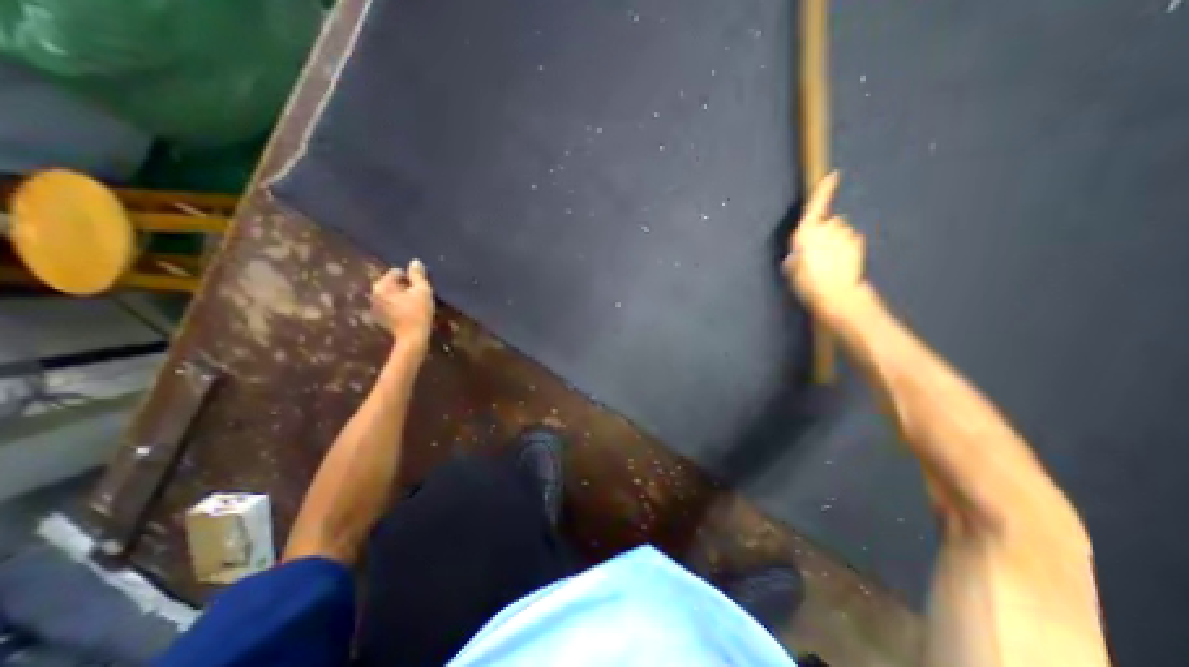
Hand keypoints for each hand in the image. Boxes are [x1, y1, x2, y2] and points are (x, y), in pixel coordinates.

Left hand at [371, 257, 434, 350]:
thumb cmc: (419, 312)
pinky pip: (389, 305)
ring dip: (401, 297)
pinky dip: (397, 306)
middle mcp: (373, 293)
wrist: (413, 337)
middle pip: (392, 283)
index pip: (397, 272)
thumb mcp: (423, 291)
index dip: (411, 279)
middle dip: (405, 287)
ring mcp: (374, 306)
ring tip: (413, 306)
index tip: (420, 290)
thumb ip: (418, 275)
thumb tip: (415, 261)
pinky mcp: (378, 317)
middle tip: (417, 298)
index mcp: (382, 285)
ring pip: (390, 294)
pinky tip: (407, 314)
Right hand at [789, 171, 869, 318]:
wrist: (835, 293)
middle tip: (817, 253)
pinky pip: (850, 240)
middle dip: (824, 232)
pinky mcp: (858, 242)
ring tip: (829, 261)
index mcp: (807, 232)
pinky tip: (840, 262)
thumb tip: (800, 250)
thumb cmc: (807, 281)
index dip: (825, 189)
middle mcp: (828, 227)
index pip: (817, 205)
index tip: (833, 175)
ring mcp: (845, 234)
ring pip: (840, 231)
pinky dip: (846, 247)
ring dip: (835, 240)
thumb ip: (796, 252)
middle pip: (827, 221)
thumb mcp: (791, 268)